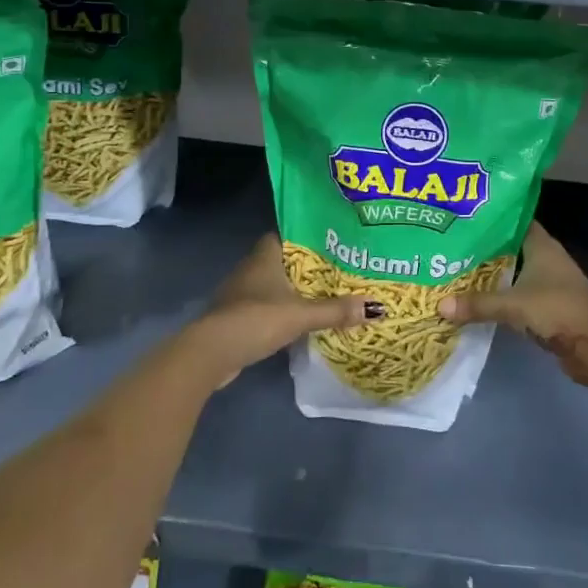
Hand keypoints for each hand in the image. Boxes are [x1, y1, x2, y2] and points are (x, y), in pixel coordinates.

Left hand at [183, 234, 367, 388]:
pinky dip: (283, 310)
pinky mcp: (238, 317)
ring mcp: (241, 293)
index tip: (333, 241)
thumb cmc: (256, 319)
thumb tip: (376, 307)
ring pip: (275, 285)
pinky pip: (267, 306)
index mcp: (265, 255)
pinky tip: (301, 320)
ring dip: (295, 290)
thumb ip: (336, 310)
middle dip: (308, 266)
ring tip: (326, 293)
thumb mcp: (301, 314)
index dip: (308, 235)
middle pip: (284, 260)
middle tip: (339, 269)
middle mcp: (251, 268)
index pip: (288, 234)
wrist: (211, 353)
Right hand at [439, 222, 587, 389]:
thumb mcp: (515, 305)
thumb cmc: (560, 310)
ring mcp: (546, 285)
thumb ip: (478, 304)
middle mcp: (544, 259)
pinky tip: (472, 300)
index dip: (489, 217)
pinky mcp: (545, 309)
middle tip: (446, 244)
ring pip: (510, 273)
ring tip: (452, 270)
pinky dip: (497, 298)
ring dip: (487, 275)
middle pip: (507, 248)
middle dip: (481, 248)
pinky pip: (514, 297)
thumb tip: (439, 305)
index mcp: (541, 245)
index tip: (461, 215)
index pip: (512, 220)